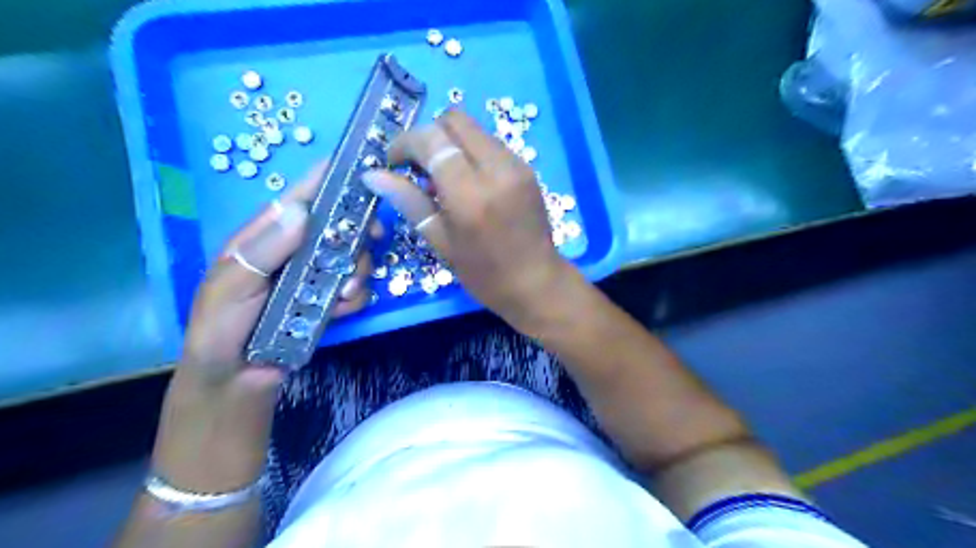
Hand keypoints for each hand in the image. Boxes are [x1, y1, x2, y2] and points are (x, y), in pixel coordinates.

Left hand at [154, 163, 375, 492]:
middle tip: (368, 242)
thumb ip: (261, 250)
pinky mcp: (329, 303)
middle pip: (338, 226)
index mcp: (265, 239)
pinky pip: (356, 290)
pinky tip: (342, 310)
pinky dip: (356, 297)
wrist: (235, 385)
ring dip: (358, 271)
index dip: (326, 179)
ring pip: (354, 257)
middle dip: (357, 232)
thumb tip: (300, 211)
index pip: (298, 199)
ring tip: (342, 295)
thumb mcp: (229, 288)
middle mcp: (295, 253)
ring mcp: (315, 278)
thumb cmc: (220, 333)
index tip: (358, 165)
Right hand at [361, 109, 569, 326]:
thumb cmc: (484, 273)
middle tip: (419, 167)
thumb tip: (372, 175)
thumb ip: (408, 201)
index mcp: (470, 193)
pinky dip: (471, 152)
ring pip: (474, 129)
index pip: (431, 139)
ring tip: (443, 177)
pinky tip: (467, 181)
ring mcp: (516, 165)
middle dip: (429, 135)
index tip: (394, 163)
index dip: (405, 143)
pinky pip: (491, 143)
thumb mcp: (440, 241)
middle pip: (454, 120)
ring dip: (450, 142)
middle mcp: (496, 168)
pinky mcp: (526, 168)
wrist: (536, 283)